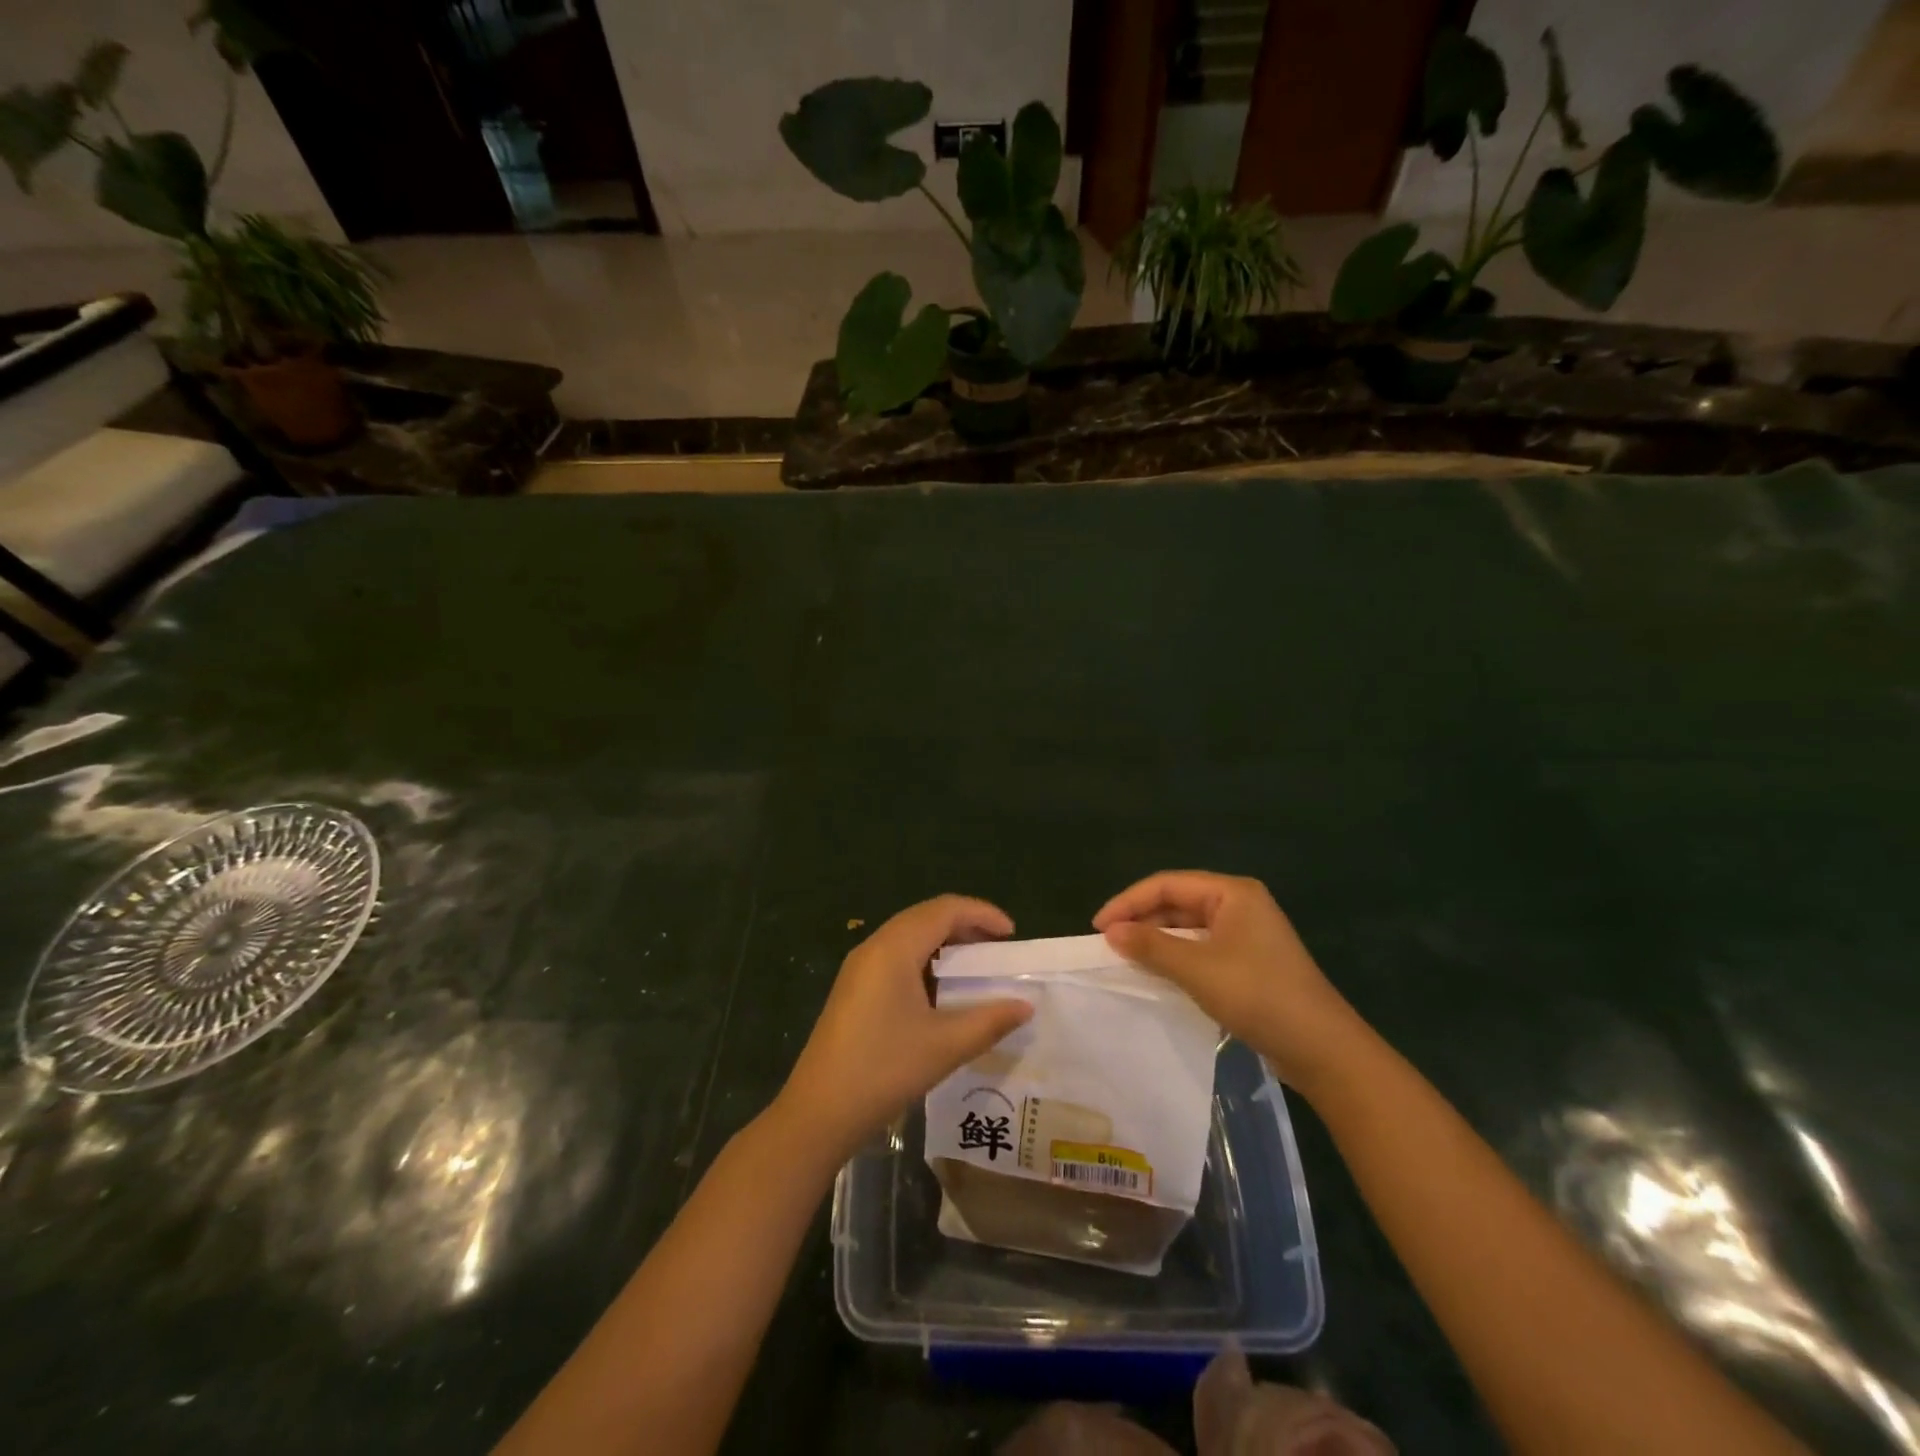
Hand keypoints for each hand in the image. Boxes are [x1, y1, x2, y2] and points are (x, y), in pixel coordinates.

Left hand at [774, 895, 1032, 1163]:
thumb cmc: (884, 1070)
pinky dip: (926, 960)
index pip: (944, 910)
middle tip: (999, 948)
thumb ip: (990, 1021)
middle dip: (966, 925)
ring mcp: (859, 968)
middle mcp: (874, 947)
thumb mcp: (945, 1046)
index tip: (1012, 934)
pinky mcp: (854, 988)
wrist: (818, 1112)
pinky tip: (942, 989)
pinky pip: (896, 956)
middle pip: (926, 917)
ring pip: (909, 936)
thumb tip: (1025, 1006)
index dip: (982, 914)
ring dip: (945, 942)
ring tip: (976, 966)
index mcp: (894, 948)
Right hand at [1094, 871, 1363, 1092]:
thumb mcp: (1197, 969)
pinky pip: (1201, 947)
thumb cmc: (1258, 995)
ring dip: (1157, 938)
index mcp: (1232, 892)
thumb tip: (1110, 932)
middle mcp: (1240, 904)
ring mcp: (1247, 934)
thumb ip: (1151, 946)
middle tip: (1108, 943)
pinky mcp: (1249, 961)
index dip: (1128, 902)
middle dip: (1141, 919)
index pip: (1166, 884)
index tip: (1098, 927)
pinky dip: (1176, 955)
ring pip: (1188, 926)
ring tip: (1125, 956)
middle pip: (1177, 901)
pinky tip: (1157, 971)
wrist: (1322, 1049)